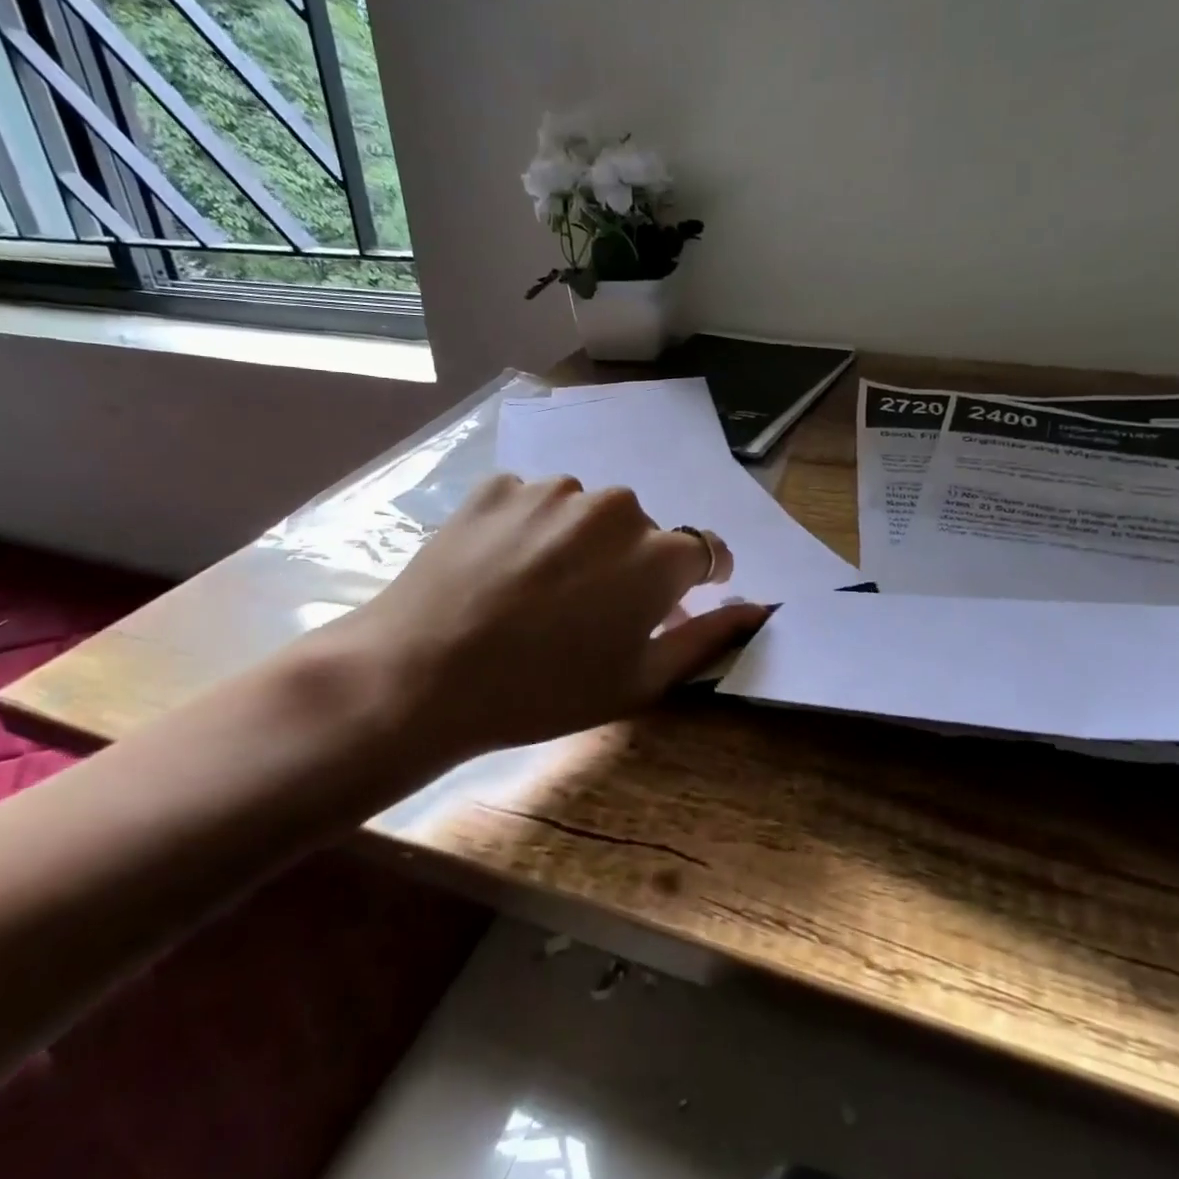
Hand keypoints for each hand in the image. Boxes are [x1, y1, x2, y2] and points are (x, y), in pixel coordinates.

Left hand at [294, 473, 764, 770]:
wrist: (421, 675)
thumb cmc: (543, 692)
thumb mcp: (638, 681)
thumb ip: (706, 638)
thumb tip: (758, 607)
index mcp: (657, 554)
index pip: (703, 551)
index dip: (691, 579)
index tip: (669, 601)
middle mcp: (613, 506)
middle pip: (640, 531)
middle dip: (627, 564)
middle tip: (585, 612)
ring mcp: (550, 490)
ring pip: (584, 514)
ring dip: (576, 543)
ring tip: (534, 592)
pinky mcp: (497, 486)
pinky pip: (531, 503)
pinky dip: (526, 530)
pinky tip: (497, 571)